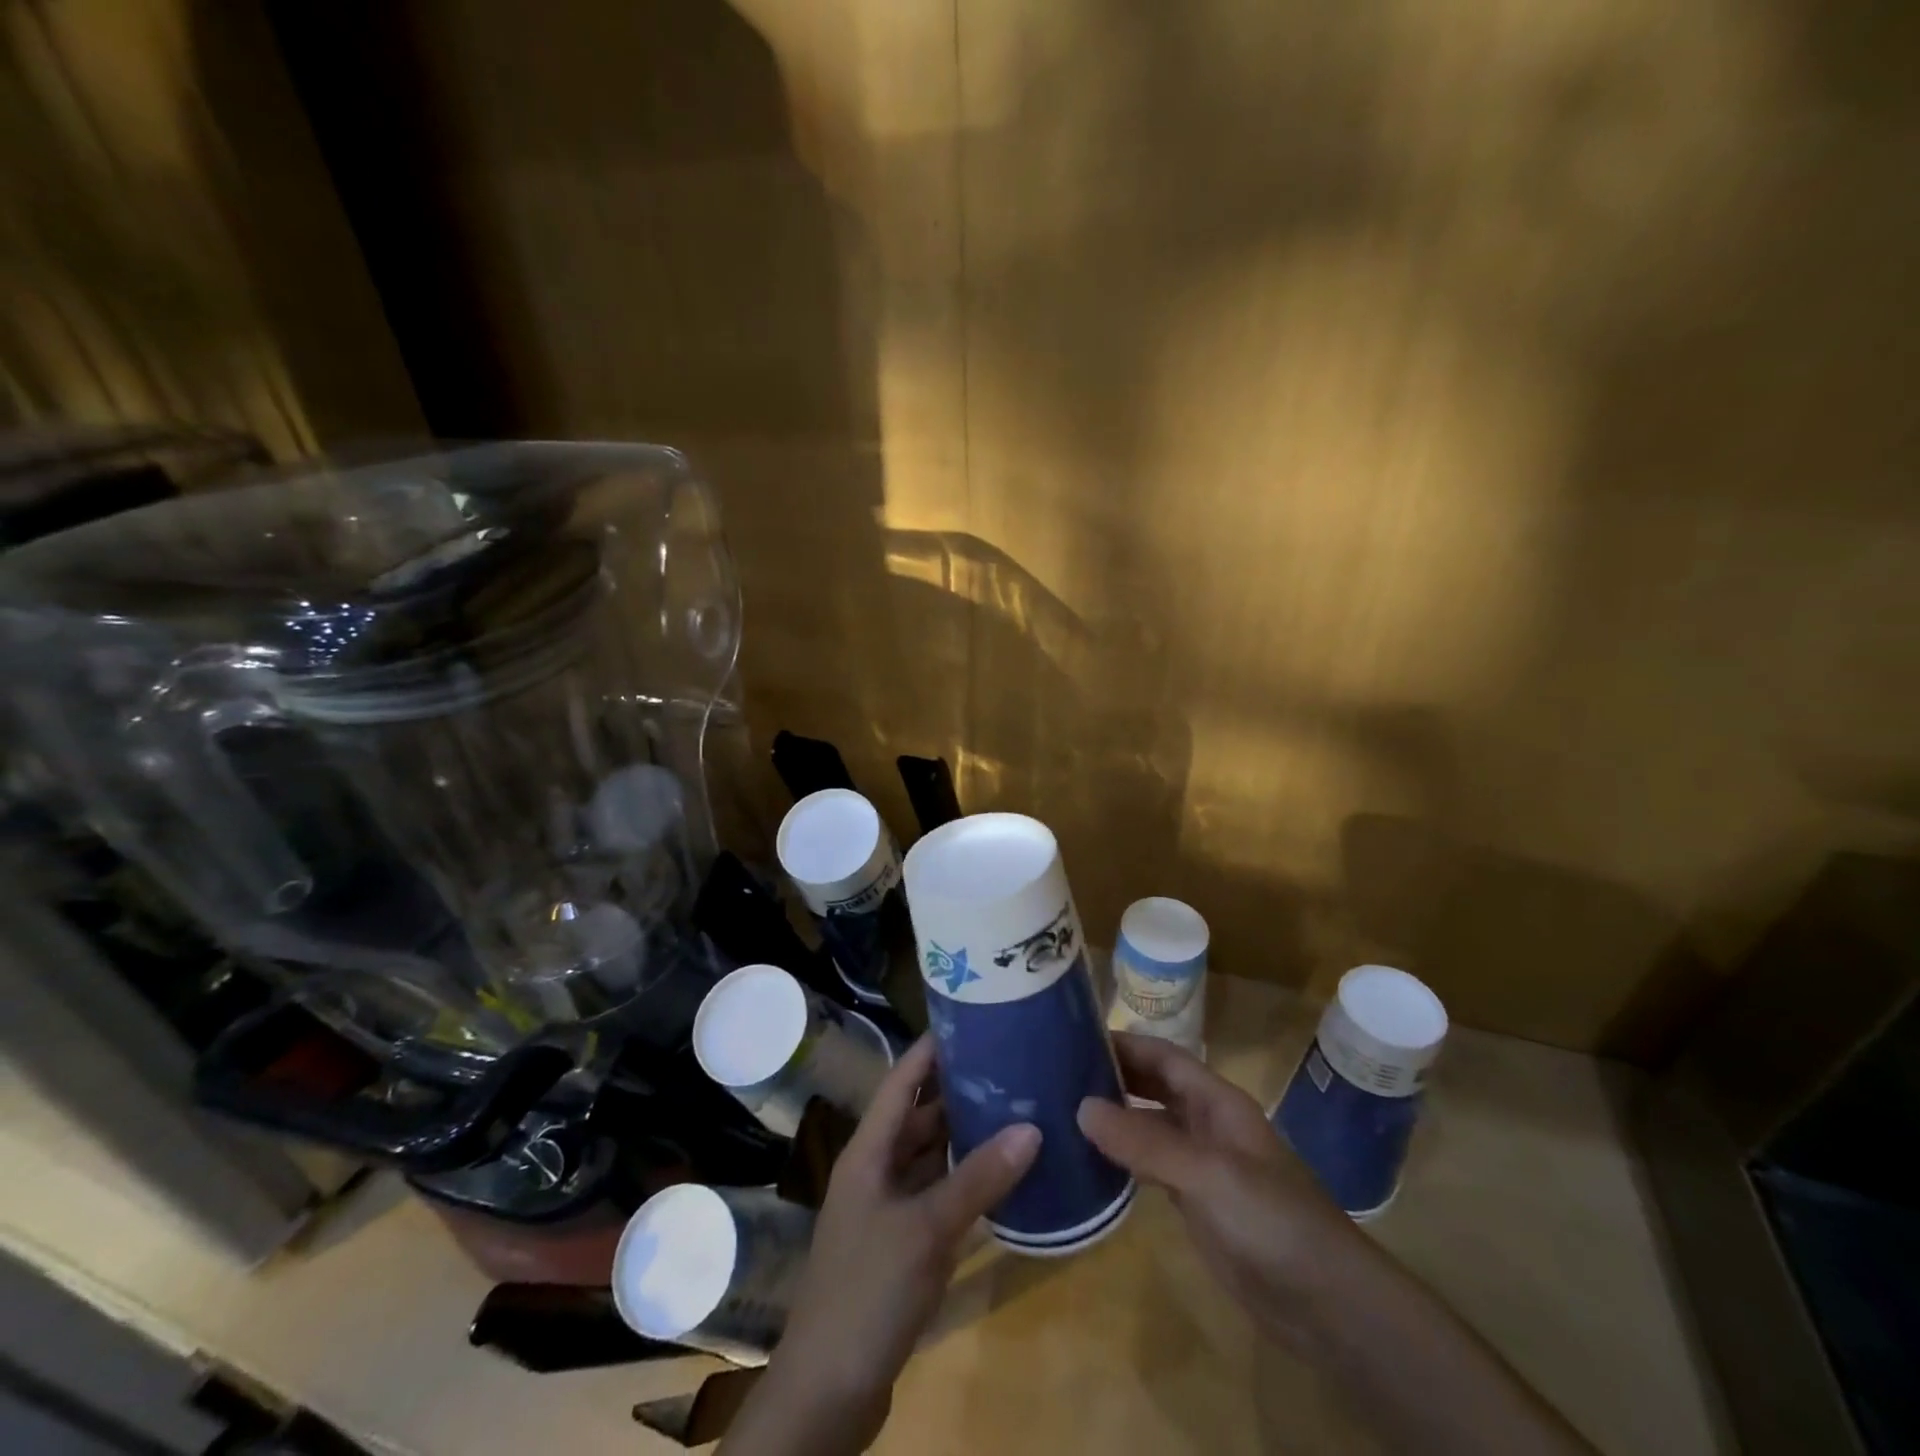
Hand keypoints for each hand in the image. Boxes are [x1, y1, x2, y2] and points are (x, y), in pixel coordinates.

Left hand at [724, 1036, 1040, 1455]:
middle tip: (1010, 1064)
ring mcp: (888, 1208)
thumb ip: (978, 1179)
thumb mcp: (926, 1230)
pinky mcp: (902, 1243)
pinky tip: (1004, 1175)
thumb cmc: (867, 1292)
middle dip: (959, 1090)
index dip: (930, 1049)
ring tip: (1016, 1108)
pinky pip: (938, 1194)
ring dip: (965, 1136)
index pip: (901, 1080)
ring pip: (931, 1155)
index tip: (971, 1019)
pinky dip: (967, 1181)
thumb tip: (1033, 1127)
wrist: (827, 1392)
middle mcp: (877, 1170)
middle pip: (919, 1115)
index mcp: (868, 1151)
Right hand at [1076, 1032, 1366, 1351]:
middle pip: (1154, 1086)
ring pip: (1150, 1126)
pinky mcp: (1196, 1203)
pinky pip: (1151, 1167)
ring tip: (1062, 1112)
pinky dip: (1123, 1159)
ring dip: (1114, 1117)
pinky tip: (1090, 1161)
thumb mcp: (1206, 1174)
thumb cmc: (1271, 1221)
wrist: (1328, 1305)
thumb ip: (1145, 1141)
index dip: (1124, 1043)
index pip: (1163, 1056)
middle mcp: (1207, 1124)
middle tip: (1057, 1073)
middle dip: (1113, 1075)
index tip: (1073, 1037)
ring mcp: (1202, 1165)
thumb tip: (1081, 1107)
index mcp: (1216, 1102)